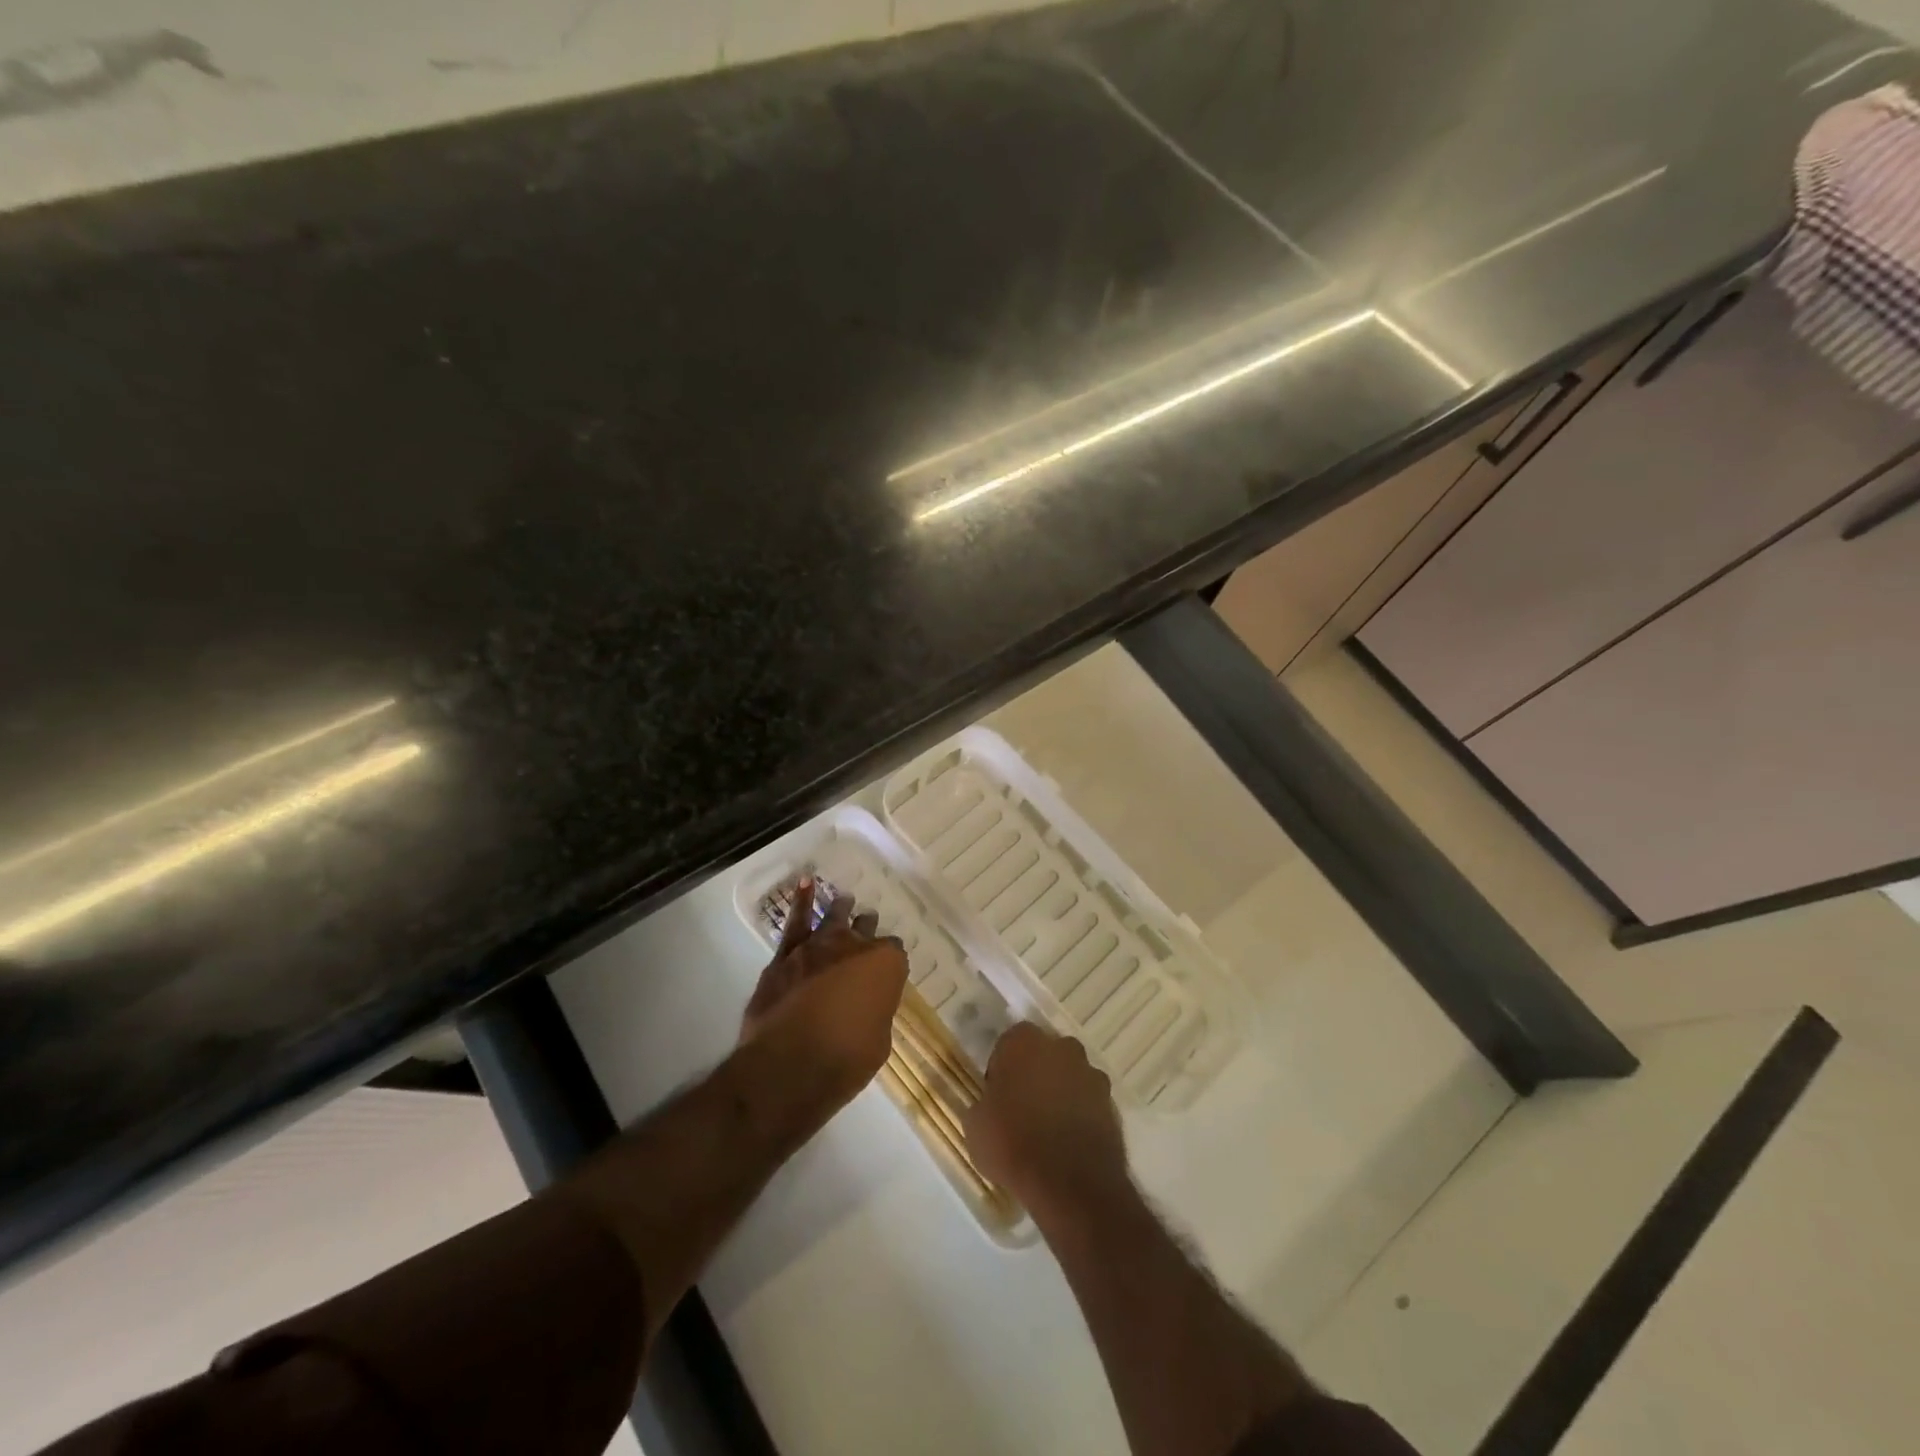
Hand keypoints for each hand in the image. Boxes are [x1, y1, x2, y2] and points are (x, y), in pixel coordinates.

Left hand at [741, 876, 908, 1109]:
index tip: (887, 973)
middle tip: (868, 928)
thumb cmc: (845, 1060)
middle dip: (868, 929)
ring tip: (845, 900)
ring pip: (834, 917)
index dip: (890, 963)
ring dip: (841, 910)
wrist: (788, 1067)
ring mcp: (818, 946)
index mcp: (886, 965)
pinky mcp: (786, 955)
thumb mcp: (878, 1041)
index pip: (895, 953)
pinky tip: (805, 884)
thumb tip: (865, 1006)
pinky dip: (802, 900)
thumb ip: (875, 1013)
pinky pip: (796, 921)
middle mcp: (855, 946)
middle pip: (866, 928)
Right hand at [964, 1022, 1129, 1223]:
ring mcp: (1090, 1073)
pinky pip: (1088, 1101)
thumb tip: (990, 1105)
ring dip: (1060, 1093)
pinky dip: (1080, 1114)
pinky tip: (1068, 1143)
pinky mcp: (1111, 1102)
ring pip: (1069, 1075)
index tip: (997, 1095)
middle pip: (1044, 1054)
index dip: (1002, 1068)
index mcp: (1023, 1042)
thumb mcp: (976, 1126)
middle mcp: (1061, 1046)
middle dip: (1035, 1074)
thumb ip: (984, 1103)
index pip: (1008, 1043)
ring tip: (1048, 1131)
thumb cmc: (1013, 1144)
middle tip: (1022, 1109)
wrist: (1071, 1183)